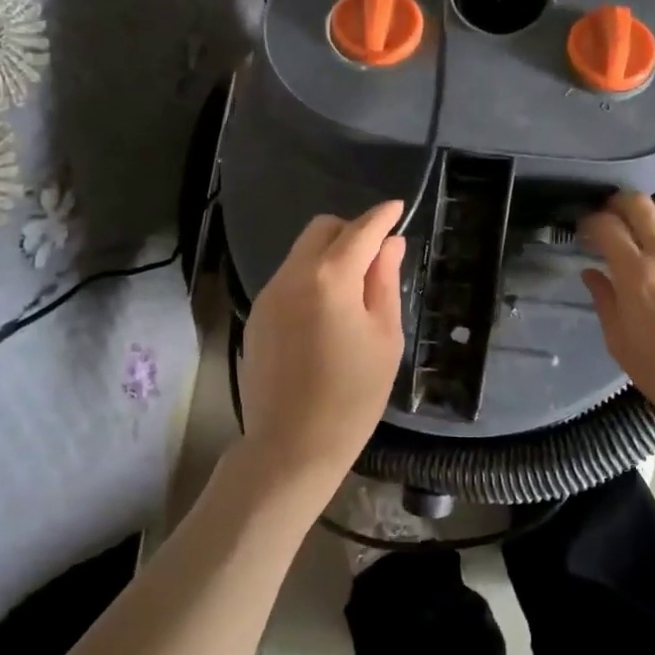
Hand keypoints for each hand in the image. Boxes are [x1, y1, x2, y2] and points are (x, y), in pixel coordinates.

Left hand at [237, 200, 406, 493]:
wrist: (291, 446)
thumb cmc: (353, 395)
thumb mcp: (385, 337)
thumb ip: (385, 282)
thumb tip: (390, 245)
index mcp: (330, 279)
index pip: (360, 231)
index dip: (382, 217)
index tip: (397, 208)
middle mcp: (292, 276)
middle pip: (322, 230)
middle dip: (351, 231)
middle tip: (376, 256)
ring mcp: (269, 295)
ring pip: (302, 253)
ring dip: (329, 255)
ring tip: (353, 291)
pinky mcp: (257, 316)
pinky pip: (288, 279)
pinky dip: (311, 278)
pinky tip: (325, 313)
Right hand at [580, 193, 654, 438]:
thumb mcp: (620, 342)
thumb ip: (604, 300)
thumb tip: (592, 272)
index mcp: (636, 275)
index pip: (607, 227)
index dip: (591, 223)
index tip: (587, 232)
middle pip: (641, 205)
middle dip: (620, 205)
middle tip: (614, 217)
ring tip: (653, 228)